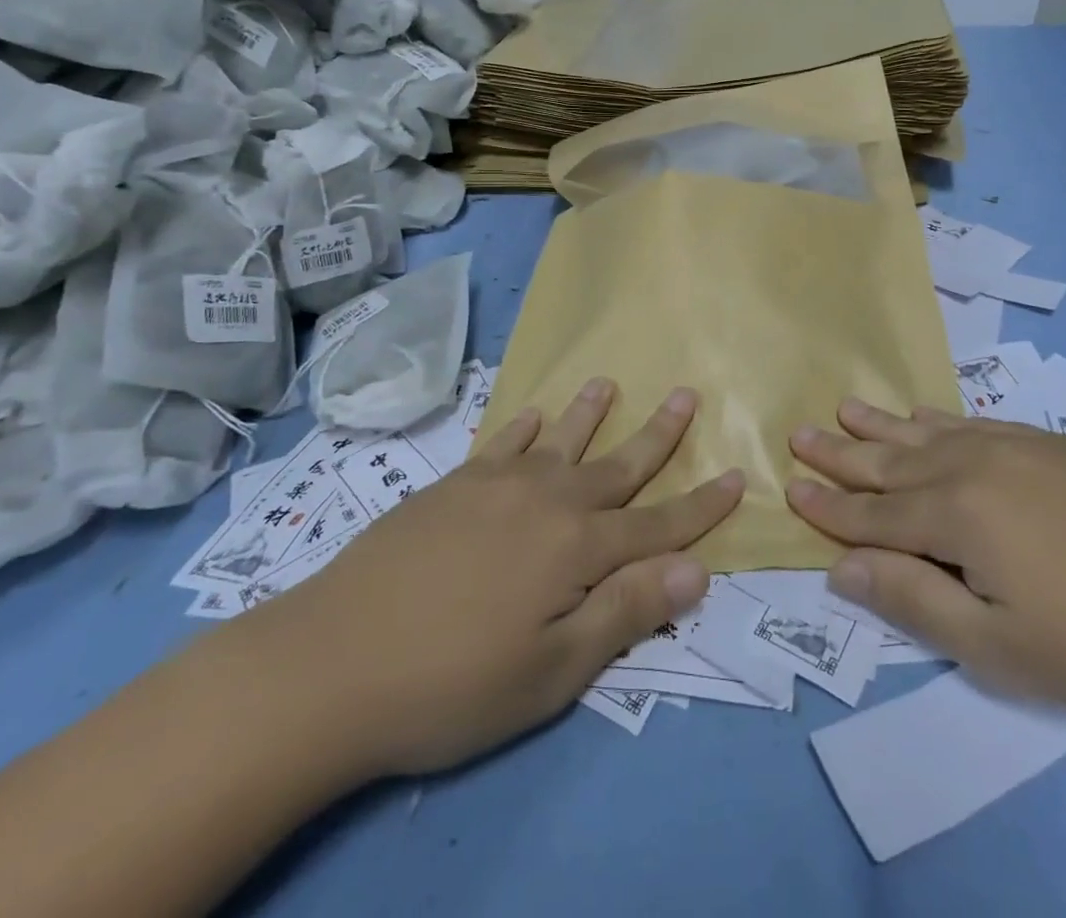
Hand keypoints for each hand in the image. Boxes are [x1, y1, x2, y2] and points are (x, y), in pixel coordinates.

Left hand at [231, 379, 743, 778]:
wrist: (329, 664)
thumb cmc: (452, 684)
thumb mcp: (552, 672)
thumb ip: (626, 613)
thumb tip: (696, 572)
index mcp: (579, 547)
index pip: (659, 524)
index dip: (702, 505)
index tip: (737, 476)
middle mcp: (548, 500)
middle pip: (617, 464)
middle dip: (658, 434)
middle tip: (687, 394)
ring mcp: (497, 486)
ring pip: (559, 439)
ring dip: (590, 412)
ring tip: (608, 381)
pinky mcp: (452, 486)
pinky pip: (501, 443)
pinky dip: (522, 427)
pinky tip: (531, 415)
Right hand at [785, 400, 1065, 726]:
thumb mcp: (995, 647)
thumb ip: (911, 599)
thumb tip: (840, 566)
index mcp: (957, 515)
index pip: (874, 514)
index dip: (830, 508)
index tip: (790, 489)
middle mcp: (975, 464)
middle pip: (892, 461)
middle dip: (842, 454)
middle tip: (799, 434)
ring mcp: (1015, 446)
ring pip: (928, 432)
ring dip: (881, 425)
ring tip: (843, 408)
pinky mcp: (1049, 443)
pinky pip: (973, 422)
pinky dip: (936, 419)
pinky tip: (921, 416)